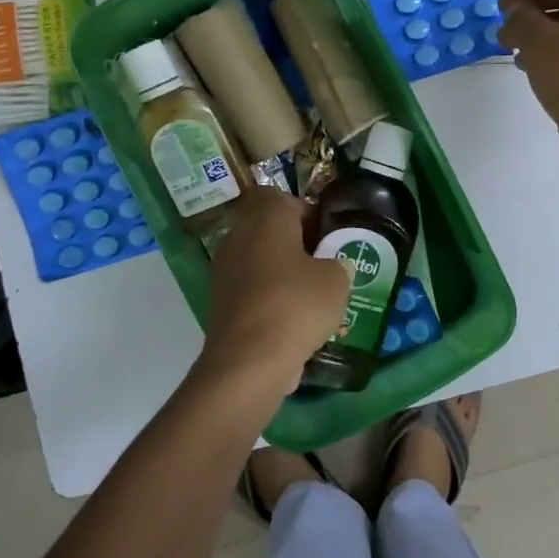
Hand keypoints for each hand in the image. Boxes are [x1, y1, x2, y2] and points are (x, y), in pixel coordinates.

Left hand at [193, 188, 351, 402]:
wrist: (249, 360)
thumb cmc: (296, 305)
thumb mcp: (336, 280)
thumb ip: (338, 265)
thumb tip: (333, 266)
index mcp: (265, 218)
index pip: (280, 198)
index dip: (305, 212)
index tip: (326, 235)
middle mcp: (238, 236)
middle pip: (267, 229)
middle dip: (295, 243)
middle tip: (323, 264)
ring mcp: (224, 270)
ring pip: (258, 260)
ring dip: (282, 272)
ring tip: (312, 295)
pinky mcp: (220, 302)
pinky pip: (251, 289)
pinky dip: (269, 298)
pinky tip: (293, 320)